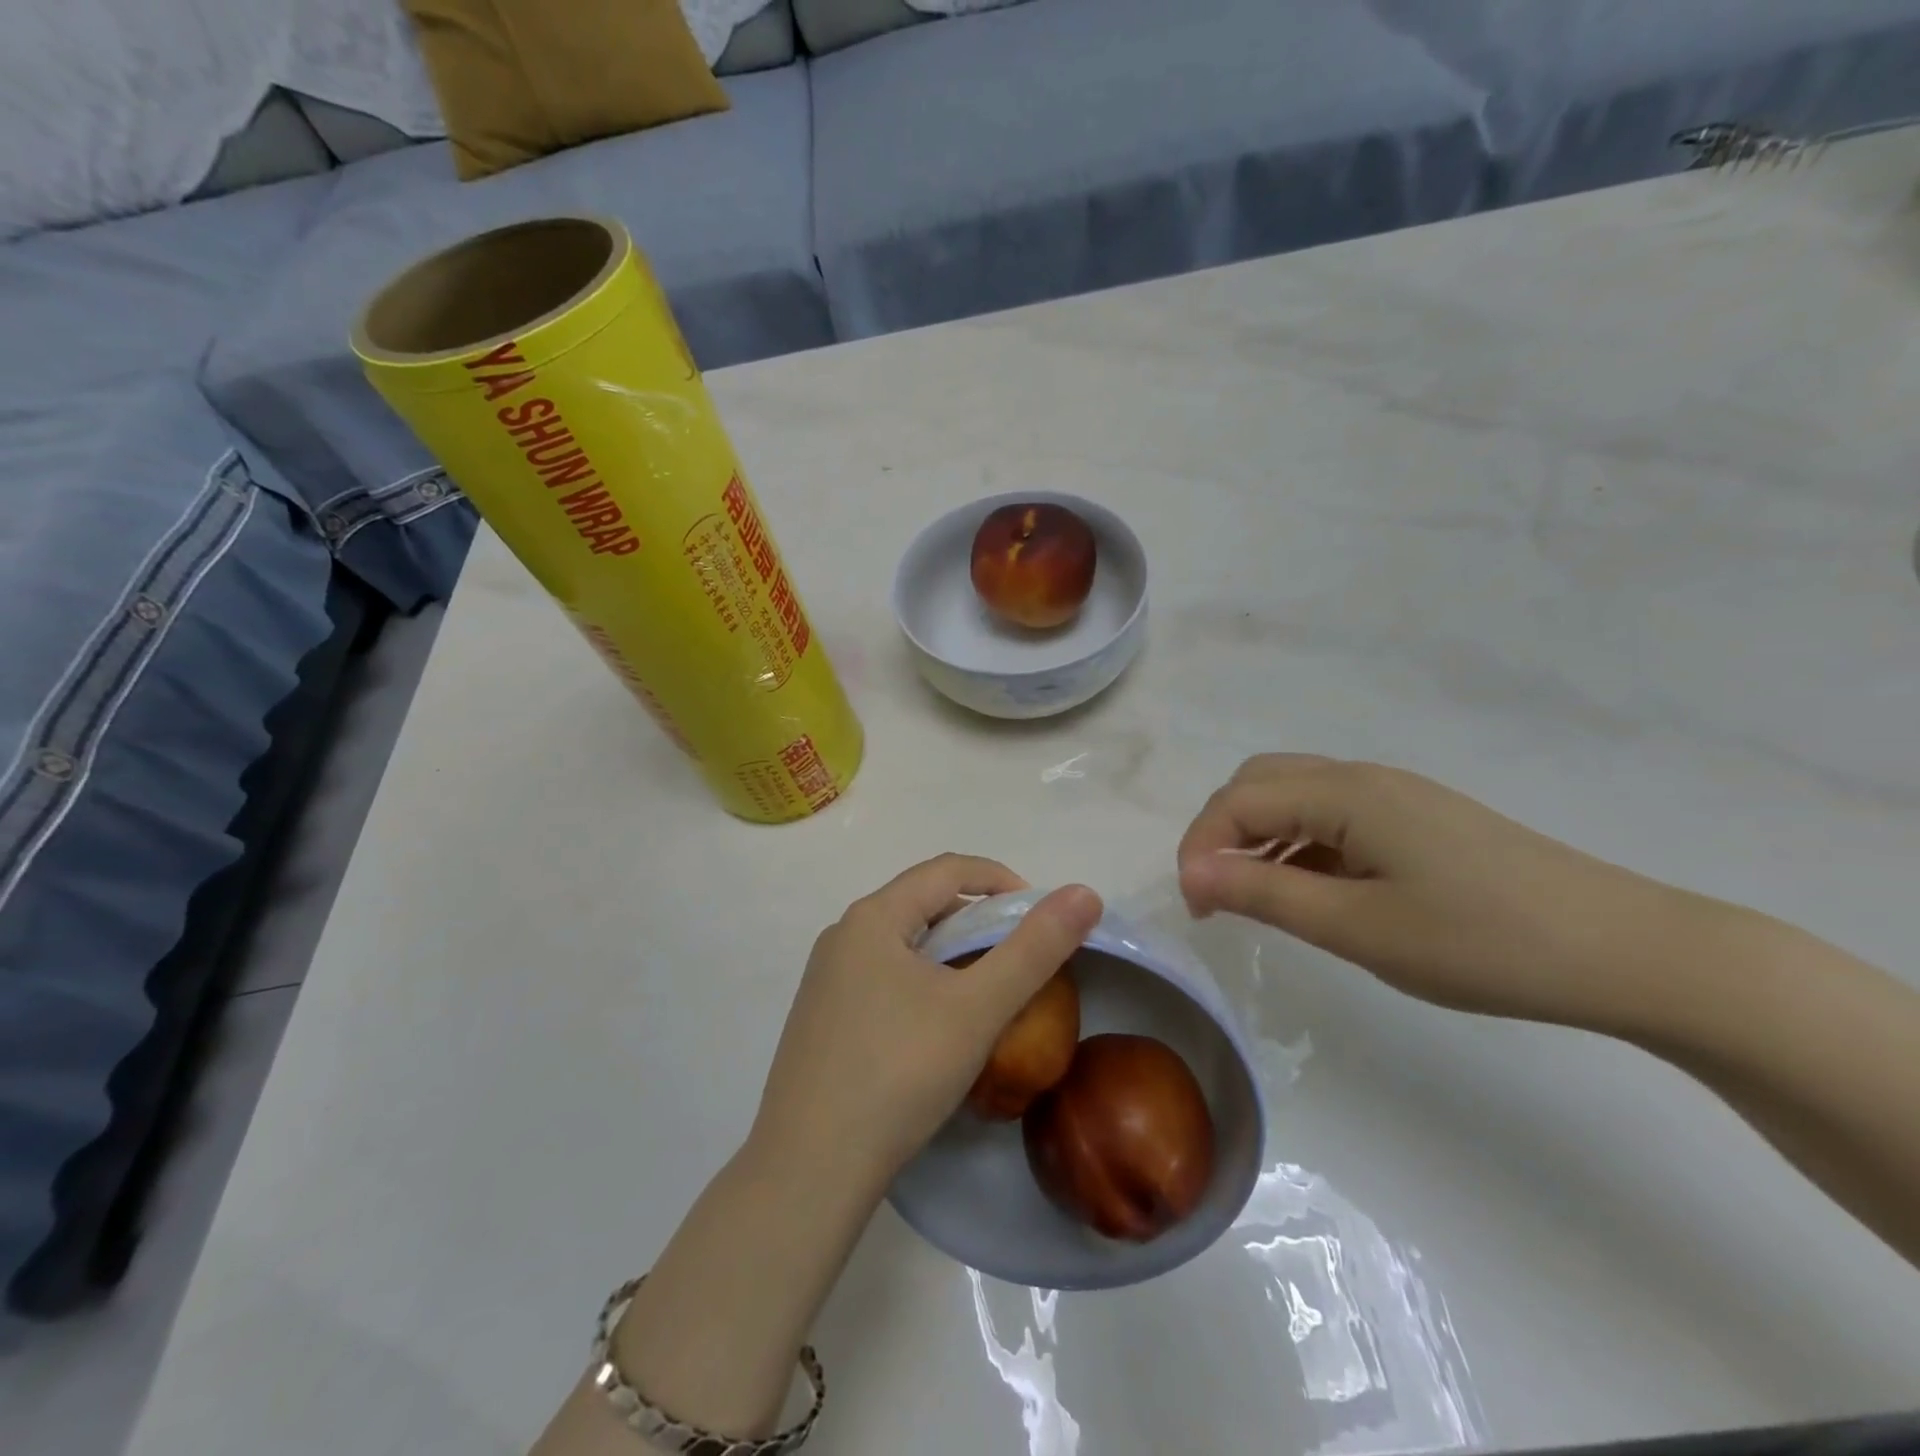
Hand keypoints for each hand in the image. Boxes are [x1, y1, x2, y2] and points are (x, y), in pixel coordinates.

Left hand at [751, 855, 1102, 1187]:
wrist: (810, 1170)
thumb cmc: (899, 1073)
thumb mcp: (978, 1008)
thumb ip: (1035, 948)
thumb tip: (1085, 893)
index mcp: (873, 917)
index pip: (949, 870)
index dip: (1002, 881)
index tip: (1041, 917)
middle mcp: (843, 935)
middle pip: (924, 903)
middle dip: (979, 920)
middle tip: (1020, 959)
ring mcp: (826, 978)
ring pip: (904, 943)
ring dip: (952, 953)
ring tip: (987, 992)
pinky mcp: (822, 1018)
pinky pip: (883, 976)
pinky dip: (923, 982)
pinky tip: (939, 1027)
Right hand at [1176, 756, 1688, 1028]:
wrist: (1628, 951)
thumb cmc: (1482, 942)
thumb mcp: (1358, 927)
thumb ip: (1264, 894)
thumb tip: (1191, 874)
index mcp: (1345, 792)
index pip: (1238, 800)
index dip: (1201, 847)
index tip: (1195, 909)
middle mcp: (1364, 778)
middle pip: (1261, 782)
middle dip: (1223, 831)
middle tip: (1219, 894)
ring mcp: (1396, 797)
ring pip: (1296, 797)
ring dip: (1260, 838)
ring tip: (1257, 898)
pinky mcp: (1419, 821)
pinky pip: (1333, 816)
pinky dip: (1300, 845)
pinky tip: (1314, 891)